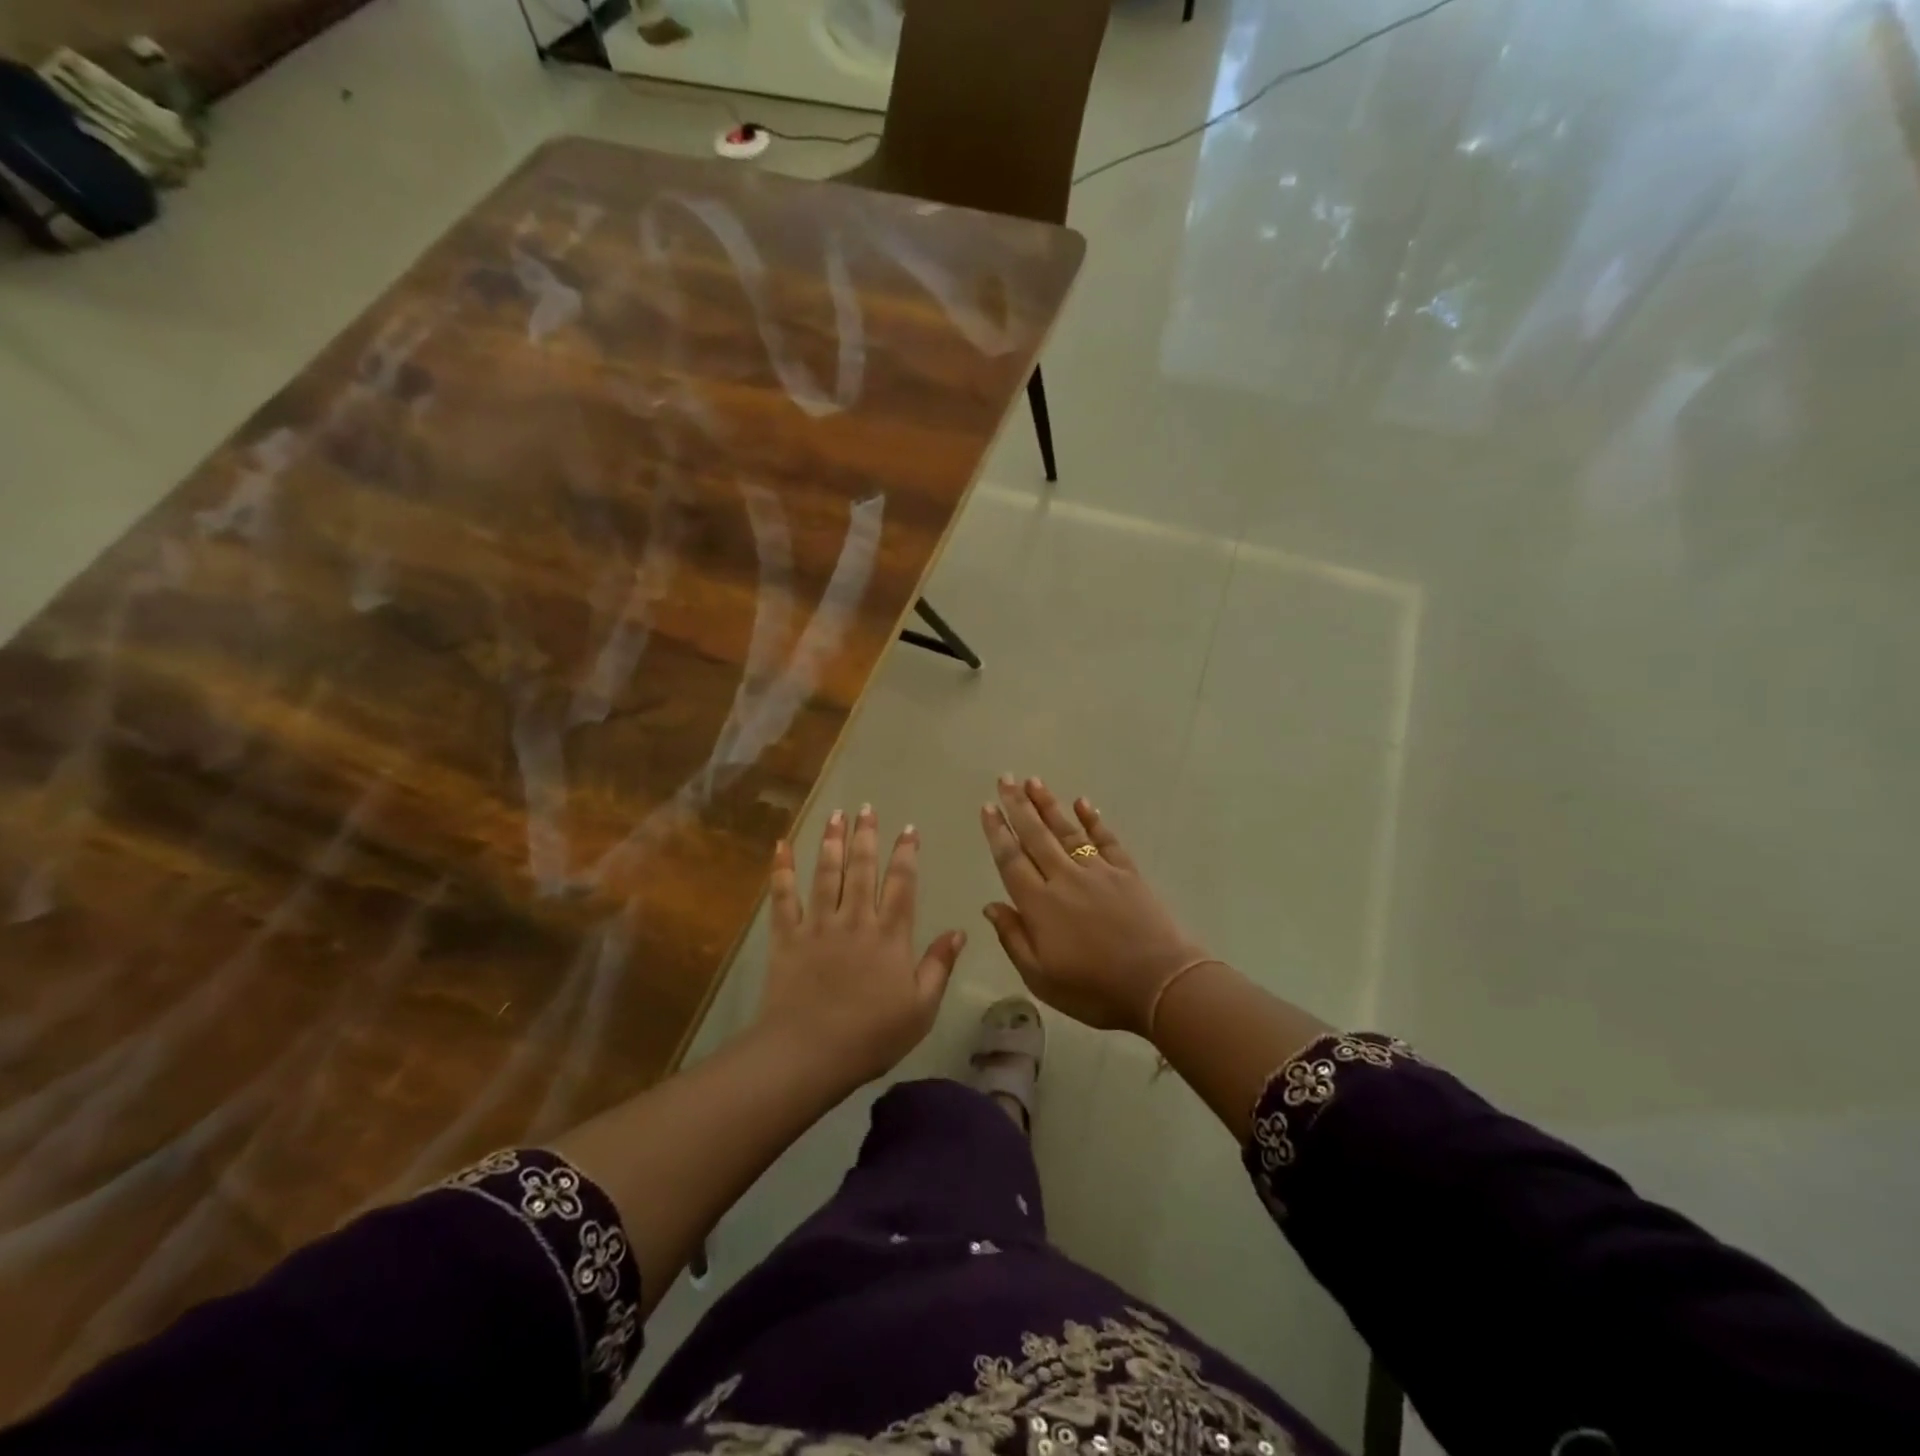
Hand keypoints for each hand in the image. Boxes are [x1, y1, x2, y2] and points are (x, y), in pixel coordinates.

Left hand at [755, 806, 965, 1086]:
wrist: (809, 1053)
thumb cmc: (871, 1036)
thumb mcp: (921, 1009)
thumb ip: (939, 966)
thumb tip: (960, 931)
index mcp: (890, 935)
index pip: (903, 884)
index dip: (906, 854)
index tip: (908, 829)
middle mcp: (855, 919)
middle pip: (862, 868)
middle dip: (866, 836)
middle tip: (866, 808)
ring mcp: (818, 925)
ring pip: (826, 874)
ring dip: (831, 842)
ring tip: (835, 815)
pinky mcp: (787, 937)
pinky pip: (783, 897)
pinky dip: (781, 870)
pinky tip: (781, 846)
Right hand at [980, 776, 1208, 1036]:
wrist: (1159, 984)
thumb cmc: (1094, 989)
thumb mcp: (1041, 977)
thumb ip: (1013, 938)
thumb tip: (990, 905)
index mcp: (1039, 904)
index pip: (1011, 860)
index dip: (997, 832)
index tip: (987, 807)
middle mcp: (1064, 878)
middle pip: (1035, 836)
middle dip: (1017, 806)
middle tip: (1005, 779)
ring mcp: (1098, 871)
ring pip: (1066, 830)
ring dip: (1048, 804)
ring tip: (1033, 781)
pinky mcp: (1127, 872)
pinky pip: (1106, 838)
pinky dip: (1093, 819)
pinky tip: (1083, 803)